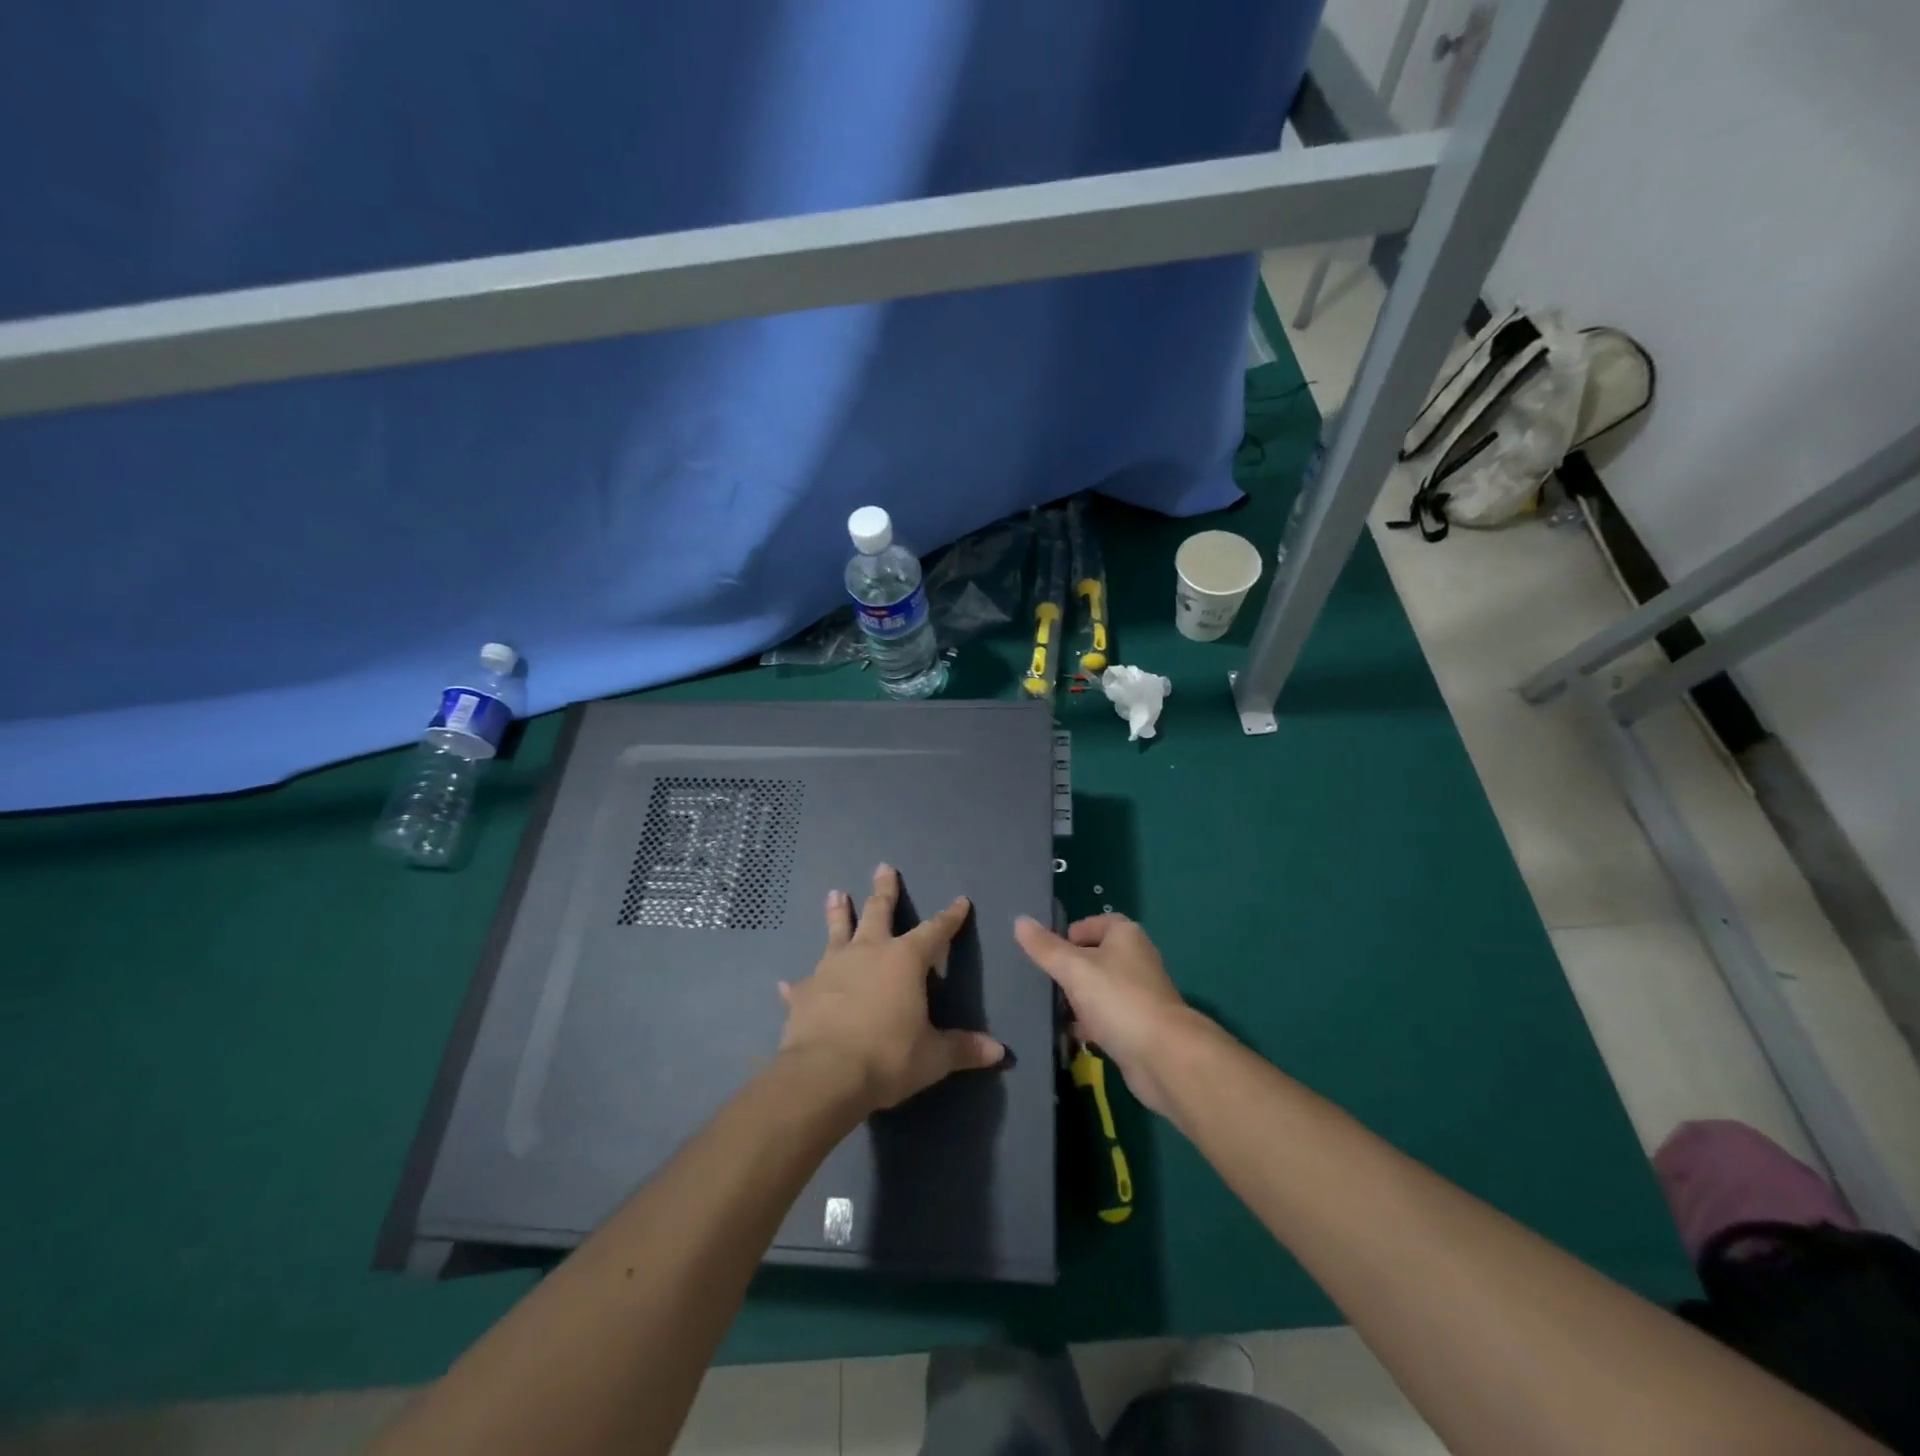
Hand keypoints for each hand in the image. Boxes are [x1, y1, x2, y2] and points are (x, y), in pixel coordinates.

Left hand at [778, 865, 1004, 1114]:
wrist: (825, 1073)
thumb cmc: (888, 1057)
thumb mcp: (933, 1057)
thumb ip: (963, 1049)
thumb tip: (998, 1052)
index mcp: (904, 960)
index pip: (934, 931)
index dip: (949, 917)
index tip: (960, 901)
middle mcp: (868, 953)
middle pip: (879, 912)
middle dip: (884, 889)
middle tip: (883, 866)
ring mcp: (832, 968)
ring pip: (837, 932)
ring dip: (838, 913)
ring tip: (836, 893)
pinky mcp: (805, 992)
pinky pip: (802, 983)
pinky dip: (797, 984)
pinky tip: (785, 983)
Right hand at [1014, 913, 1192, 1113]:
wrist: (1164, 1056)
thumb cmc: (1118, 1000)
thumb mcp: (1074, 969)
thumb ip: (1045, 947)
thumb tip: (1019, 920)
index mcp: (1125, 935)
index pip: (1093, 922)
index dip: (1069, 934)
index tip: (1045, 952)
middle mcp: (1135, 959)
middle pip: (1094, 957)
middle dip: (1068, 971)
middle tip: (1042, 983)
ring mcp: (1138, 994)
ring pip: (1099, 990)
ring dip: (1077, 1000)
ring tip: (1049, 1010)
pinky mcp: (1138, 1026)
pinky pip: (1106, 1018)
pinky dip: (1089, 1024)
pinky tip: (1070, 1036)